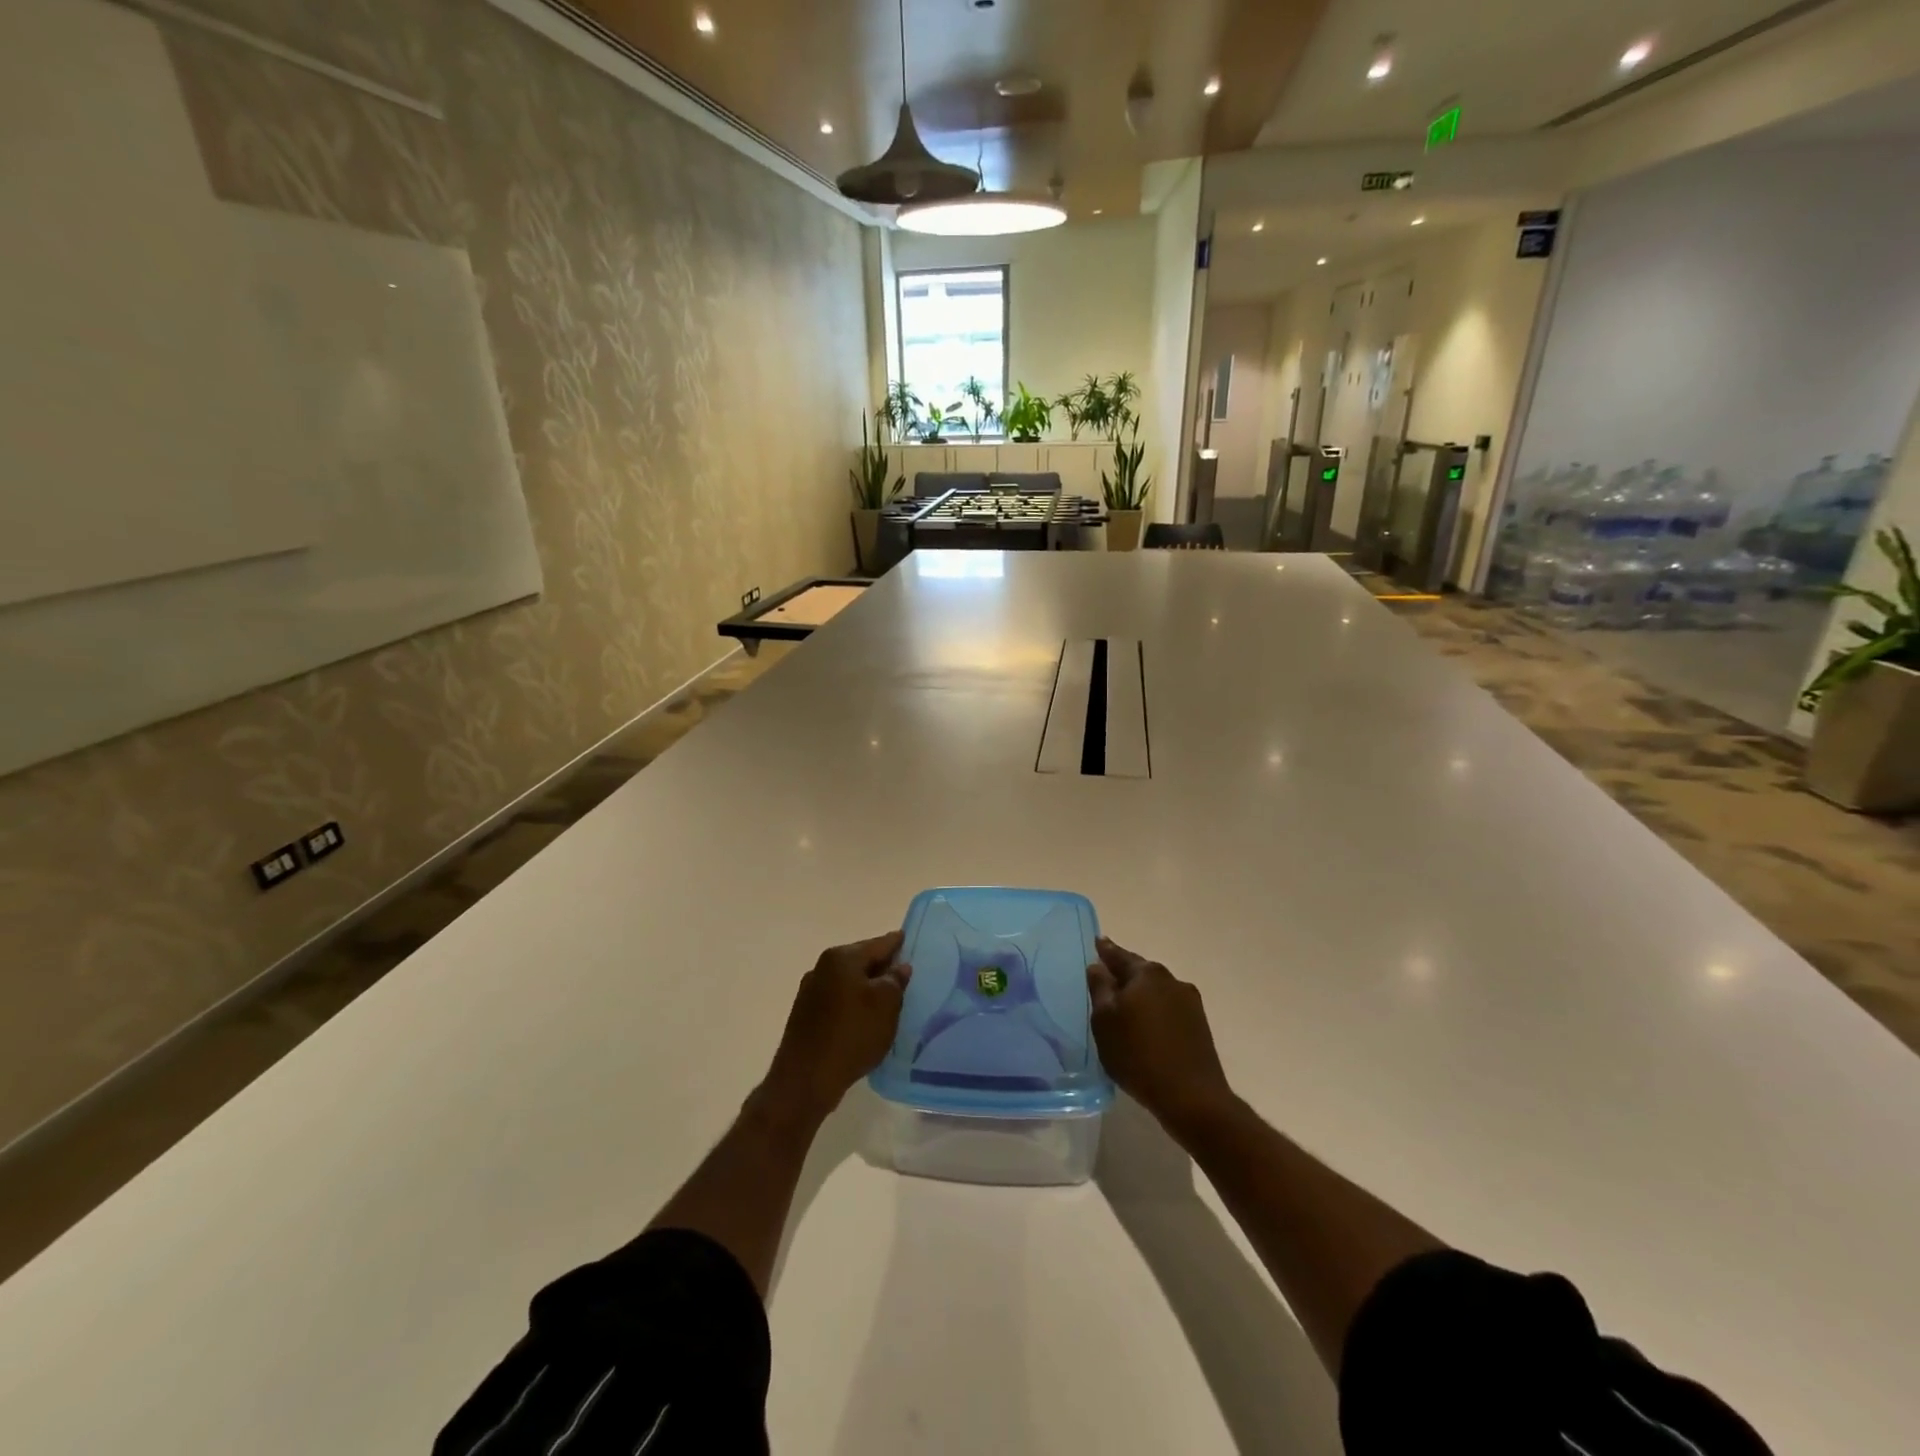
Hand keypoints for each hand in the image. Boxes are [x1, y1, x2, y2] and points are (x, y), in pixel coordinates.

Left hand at [763, 932, 911, 1122]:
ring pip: (848, 982)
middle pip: (861, 961)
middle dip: (881, 967)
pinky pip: (837, 1001)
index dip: (896, 943)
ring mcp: (810, 992)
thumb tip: (899, 967)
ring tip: (888, 999)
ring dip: (866, 988)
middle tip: (904, 973)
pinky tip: (864, 1019)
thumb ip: (895, 980)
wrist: (805, 1079)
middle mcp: (822, 968)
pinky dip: (853, 1004)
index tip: (908, 939)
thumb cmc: (852, 1034)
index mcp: (841, 958)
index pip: (878, 944)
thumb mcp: (886, 1004)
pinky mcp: (805, 1016)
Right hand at [1087, 937, 1235, 1134]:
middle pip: (1140, 971)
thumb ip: (1099, 988)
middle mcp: (1171, 980)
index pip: (1119, 955)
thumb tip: (1097, 966)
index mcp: (1146, 974)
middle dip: (1124, 973)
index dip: (1105, 950)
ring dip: (1141, 994)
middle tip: (1106, 977)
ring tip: (1125, 1006)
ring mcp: (1189, 1002)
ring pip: (1156, 990)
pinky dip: (1154, 1011)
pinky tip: (1146, 1027)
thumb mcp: (1105, 1021)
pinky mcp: (1199, 1025)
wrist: (1192, 1097)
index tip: (1097, 942)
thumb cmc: (1138, 1055)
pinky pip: (1168, 1009)